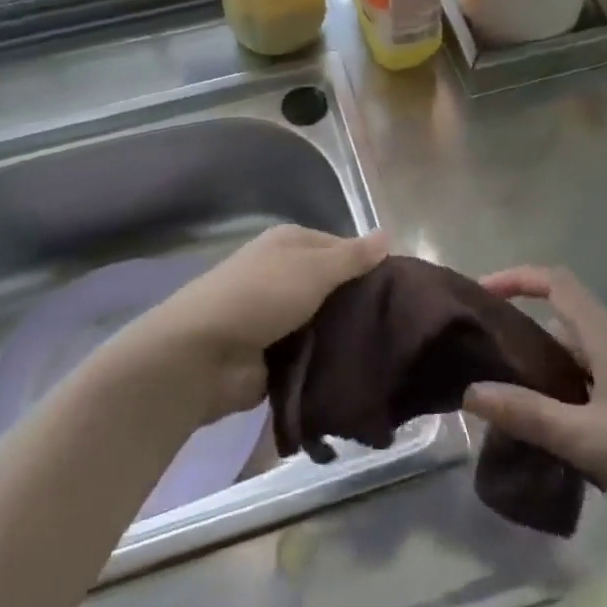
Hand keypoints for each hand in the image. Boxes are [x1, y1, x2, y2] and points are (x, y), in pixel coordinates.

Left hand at [120, 225, 386, 423]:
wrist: (202, 356)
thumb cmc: (260, 297)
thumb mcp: (313, 268)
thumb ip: (352, 256)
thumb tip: (388, 234)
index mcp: (291, 245)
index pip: (343, 248)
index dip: (371, 265)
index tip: (404, 288)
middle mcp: (285, 275)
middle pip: (336, 287)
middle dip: (362, 304)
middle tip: (403, 325)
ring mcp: (279, 317)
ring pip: (327, 323)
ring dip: (348, 336)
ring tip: (391, 352)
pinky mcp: (276, 355)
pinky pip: (314, 354)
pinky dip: (331, 361)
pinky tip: (363, 371)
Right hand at [463, 267, 606, 552]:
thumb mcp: (587, 439)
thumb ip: (528, 414)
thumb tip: (470, 390)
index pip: (558, 283)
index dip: (517, 277)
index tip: (480, 294)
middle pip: (561, 319)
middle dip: (519, 329)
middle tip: (480, 357)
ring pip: (572, 359)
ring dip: (538, 370)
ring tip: (502, 401)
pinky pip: (585, 389)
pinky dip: (558, 398)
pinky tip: (545, 435)